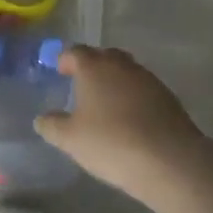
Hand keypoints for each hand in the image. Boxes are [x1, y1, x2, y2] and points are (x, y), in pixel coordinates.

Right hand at [34, 45, 212, 202]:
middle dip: (92, 66)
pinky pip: (143, 89)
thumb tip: (42, 118)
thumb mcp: (70, 139)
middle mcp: (122, 66)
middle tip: (82, 84)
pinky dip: (133, 97)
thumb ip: (52, 125)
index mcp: (95, 67)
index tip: (59, 70)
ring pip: (126, 71)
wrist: (170, 160)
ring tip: (105, 103)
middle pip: (104, 56)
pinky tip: (129, 118)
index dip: (65, 60)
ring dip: (115, 81)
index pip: (76, 52)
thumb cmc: (111, 143)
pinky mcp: (168, 98)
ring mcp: (149, 80)